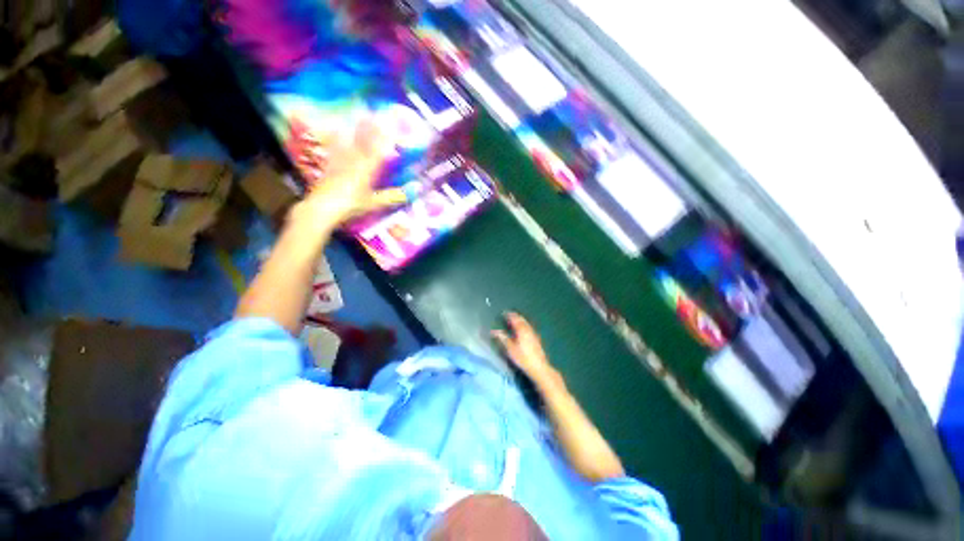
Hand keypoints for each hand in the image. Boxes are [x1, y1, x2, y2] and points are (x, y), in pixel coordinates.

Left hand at [291, 117, 399, 228]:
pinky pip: (336, 146)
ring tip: (362, 114)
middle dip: (372, 126)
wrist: (323, 206)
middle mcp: (354, 161)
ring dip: (358, 127)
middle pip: (365, 141)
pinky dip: (340, 137)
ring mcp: (341, 160)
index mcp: (367, 170)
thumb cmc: (351, 205)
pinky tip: (340, 130)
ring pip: (352, 140)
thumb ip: (391, 196)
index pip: (378, 150)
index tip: (392, 126)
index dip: (385, 137)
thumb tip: (411, 192)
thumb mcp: (374, 203)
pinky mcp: (330, 163)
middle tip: (377, 112)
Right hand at [492, 313, 561, 388]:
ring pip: (526, 323)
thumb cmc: (522, 358)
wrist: (538, 367)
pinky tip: (523, 329)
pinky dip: (524, 325)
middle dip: (515, 316)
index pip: (515, 319)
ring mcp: (533, 334)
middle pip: (521, 319)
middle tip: (509, 315)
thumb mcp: (510, 349)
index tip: (504, 312)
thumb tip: (494, 331)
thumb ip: (503, 338)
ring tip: (515, 320)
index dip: (509, 315)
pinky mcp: (537, 339)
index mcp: (521, 330)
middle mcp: (528, 329)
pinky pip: (529, 327)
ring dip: (520, 320)